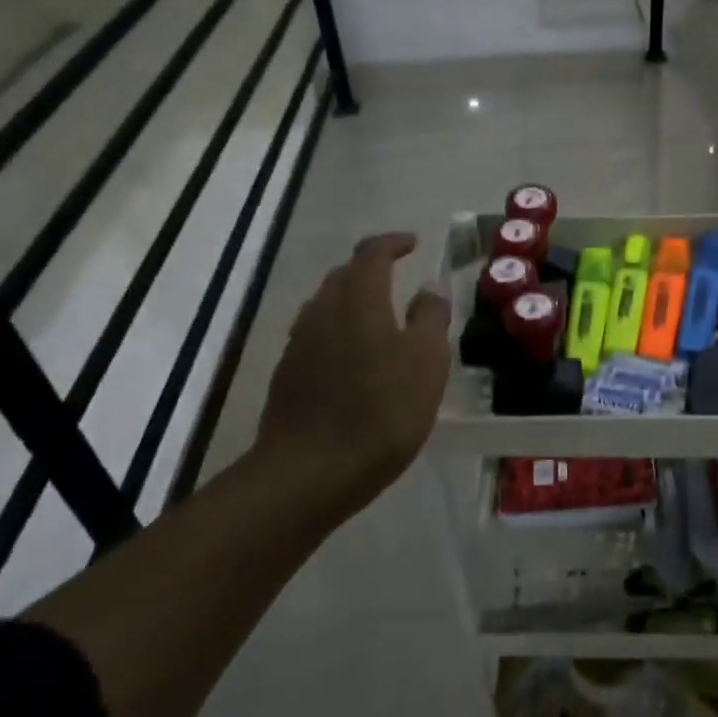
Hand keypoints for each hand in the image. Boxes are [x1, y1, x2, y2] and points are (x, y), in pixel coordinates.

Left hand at [252, 233, 451, 518]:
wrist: (308, 473)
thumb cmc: (380, 412)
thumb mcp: (426, 362)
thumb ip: (430, 318)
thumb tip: (430, 286)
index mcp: (359, 299)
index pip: (372, 253)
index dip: (393, 243)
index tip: (413, 243)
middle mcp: (322, 311)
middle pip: (344, 275)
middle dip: (370, 269)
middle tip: (397, 277)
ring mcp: (299, 343)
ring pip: (326, 305)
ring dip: (352, 301)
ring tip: (378, 318)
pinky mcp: (287, 374)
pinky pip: (315, 336)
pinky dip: (338, 331)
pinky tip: (353, 359)